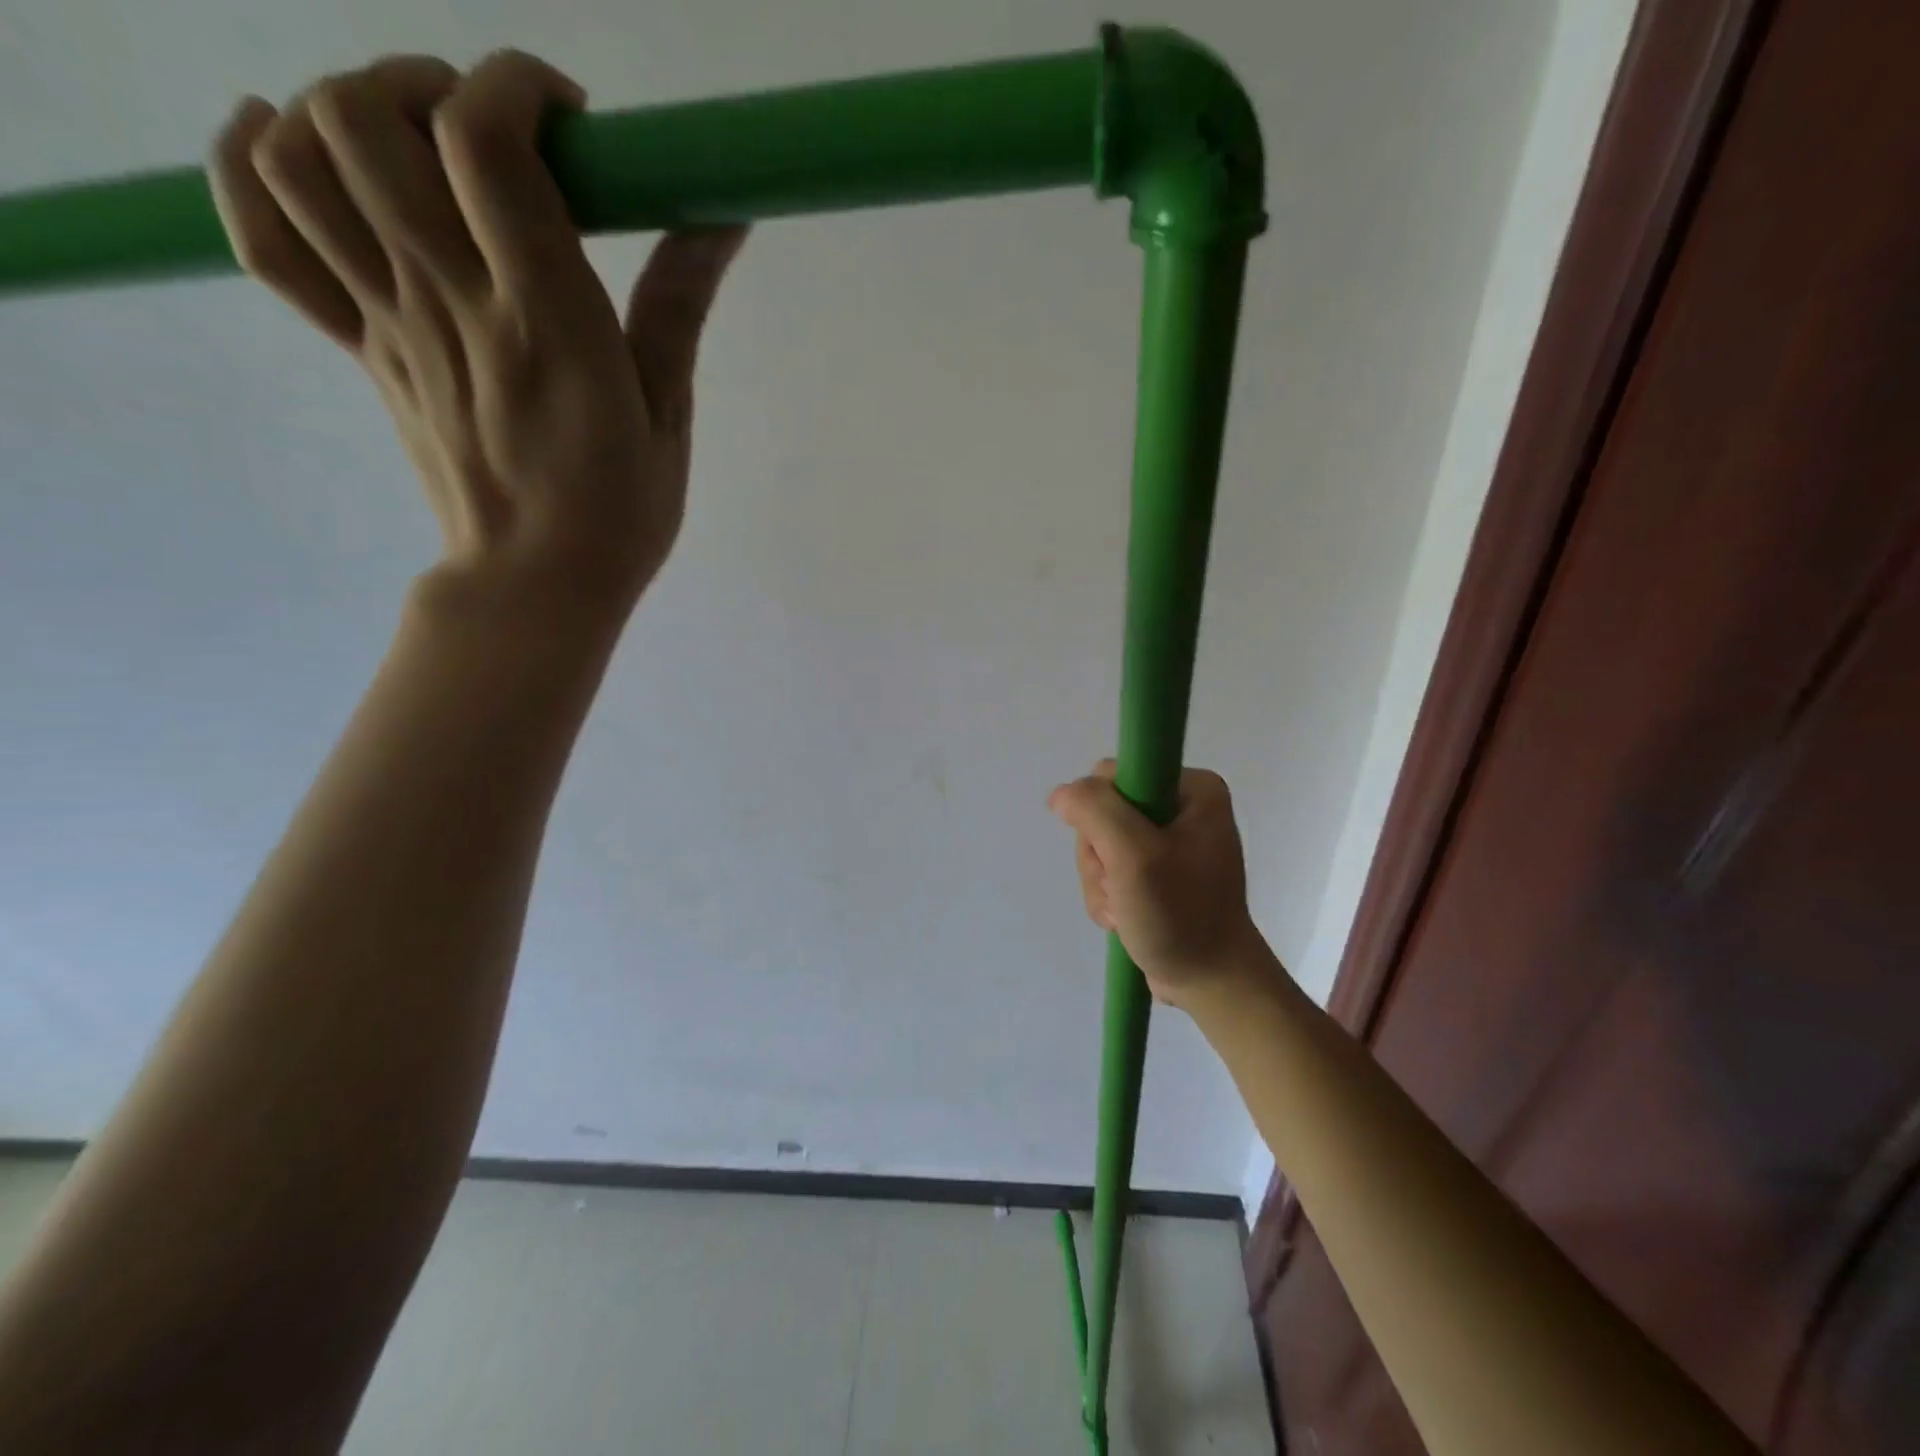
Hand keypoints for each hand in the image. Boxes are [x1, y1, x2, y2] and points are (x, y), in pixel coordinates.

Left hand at [208, 51, 744, 617]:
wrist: (535, 583)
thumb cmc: (621, 513)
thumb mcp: (668, 417)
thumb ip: (679, 309)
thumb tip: (720, 216)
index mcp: (545, 326)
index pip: (489, 147)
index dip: (518, 88)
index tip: (572, 119)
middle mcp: (451, 305)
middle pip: (368, 119)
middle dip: (428, 86)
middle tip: (493, 135)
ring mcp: (391, 324)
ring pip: (301, 157)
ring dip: (347, 111)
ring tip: (420, 148)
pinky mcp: (360, 350)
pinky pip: (265, 238)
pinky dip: (252, 166)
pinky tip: (292, 147)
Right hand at [1049, 761, 1264, 1006]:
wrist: (1210, 982)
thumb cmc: (1181, 915)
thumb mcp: (1135, 856)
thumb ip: (1095, 811)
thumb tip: (1060, 795)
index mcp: (1193, 788)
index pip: (1113, 775)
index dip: (1099, 814)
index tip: (1114, 852)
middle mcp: (1182, 806)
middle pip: (1101, 812)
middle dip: (1099, 858)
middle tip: (1121, 890)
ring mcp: (1168, 840)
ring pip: (1098, 844)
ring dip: (1099, 882)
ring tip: (1124, 911)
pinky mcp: (1156, 870)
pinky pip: (1108, 869)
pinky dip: (1106, 896)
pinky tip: (1123, 918)